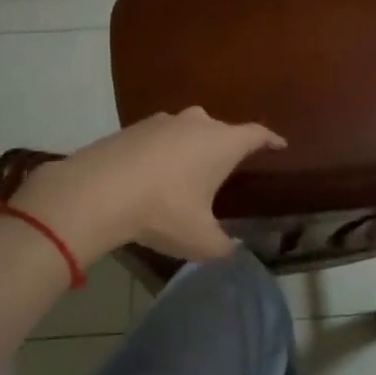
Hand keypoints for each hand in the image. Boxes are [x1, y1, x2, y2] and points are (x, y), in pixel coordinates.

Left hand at [11, 108, 285, 261]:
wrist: (96, 192)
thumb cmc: (162, 211)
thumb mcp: (200, 240)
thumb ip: (223, 247)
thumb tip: (231, 252)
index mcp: (221, 143)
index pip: (256, 134)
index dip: (270, 139)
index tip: (279, 144)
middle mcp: (196, 124)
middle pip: (219, 128)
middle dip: (226, 144)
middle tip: (225, 166)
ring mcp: (161, 122)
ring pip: (186, 129)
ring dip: (191, 146)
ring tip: (187, 171)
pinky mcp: (131, 129)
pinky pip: (157, 137)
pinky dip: (161, 152)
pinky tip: (152, 174)